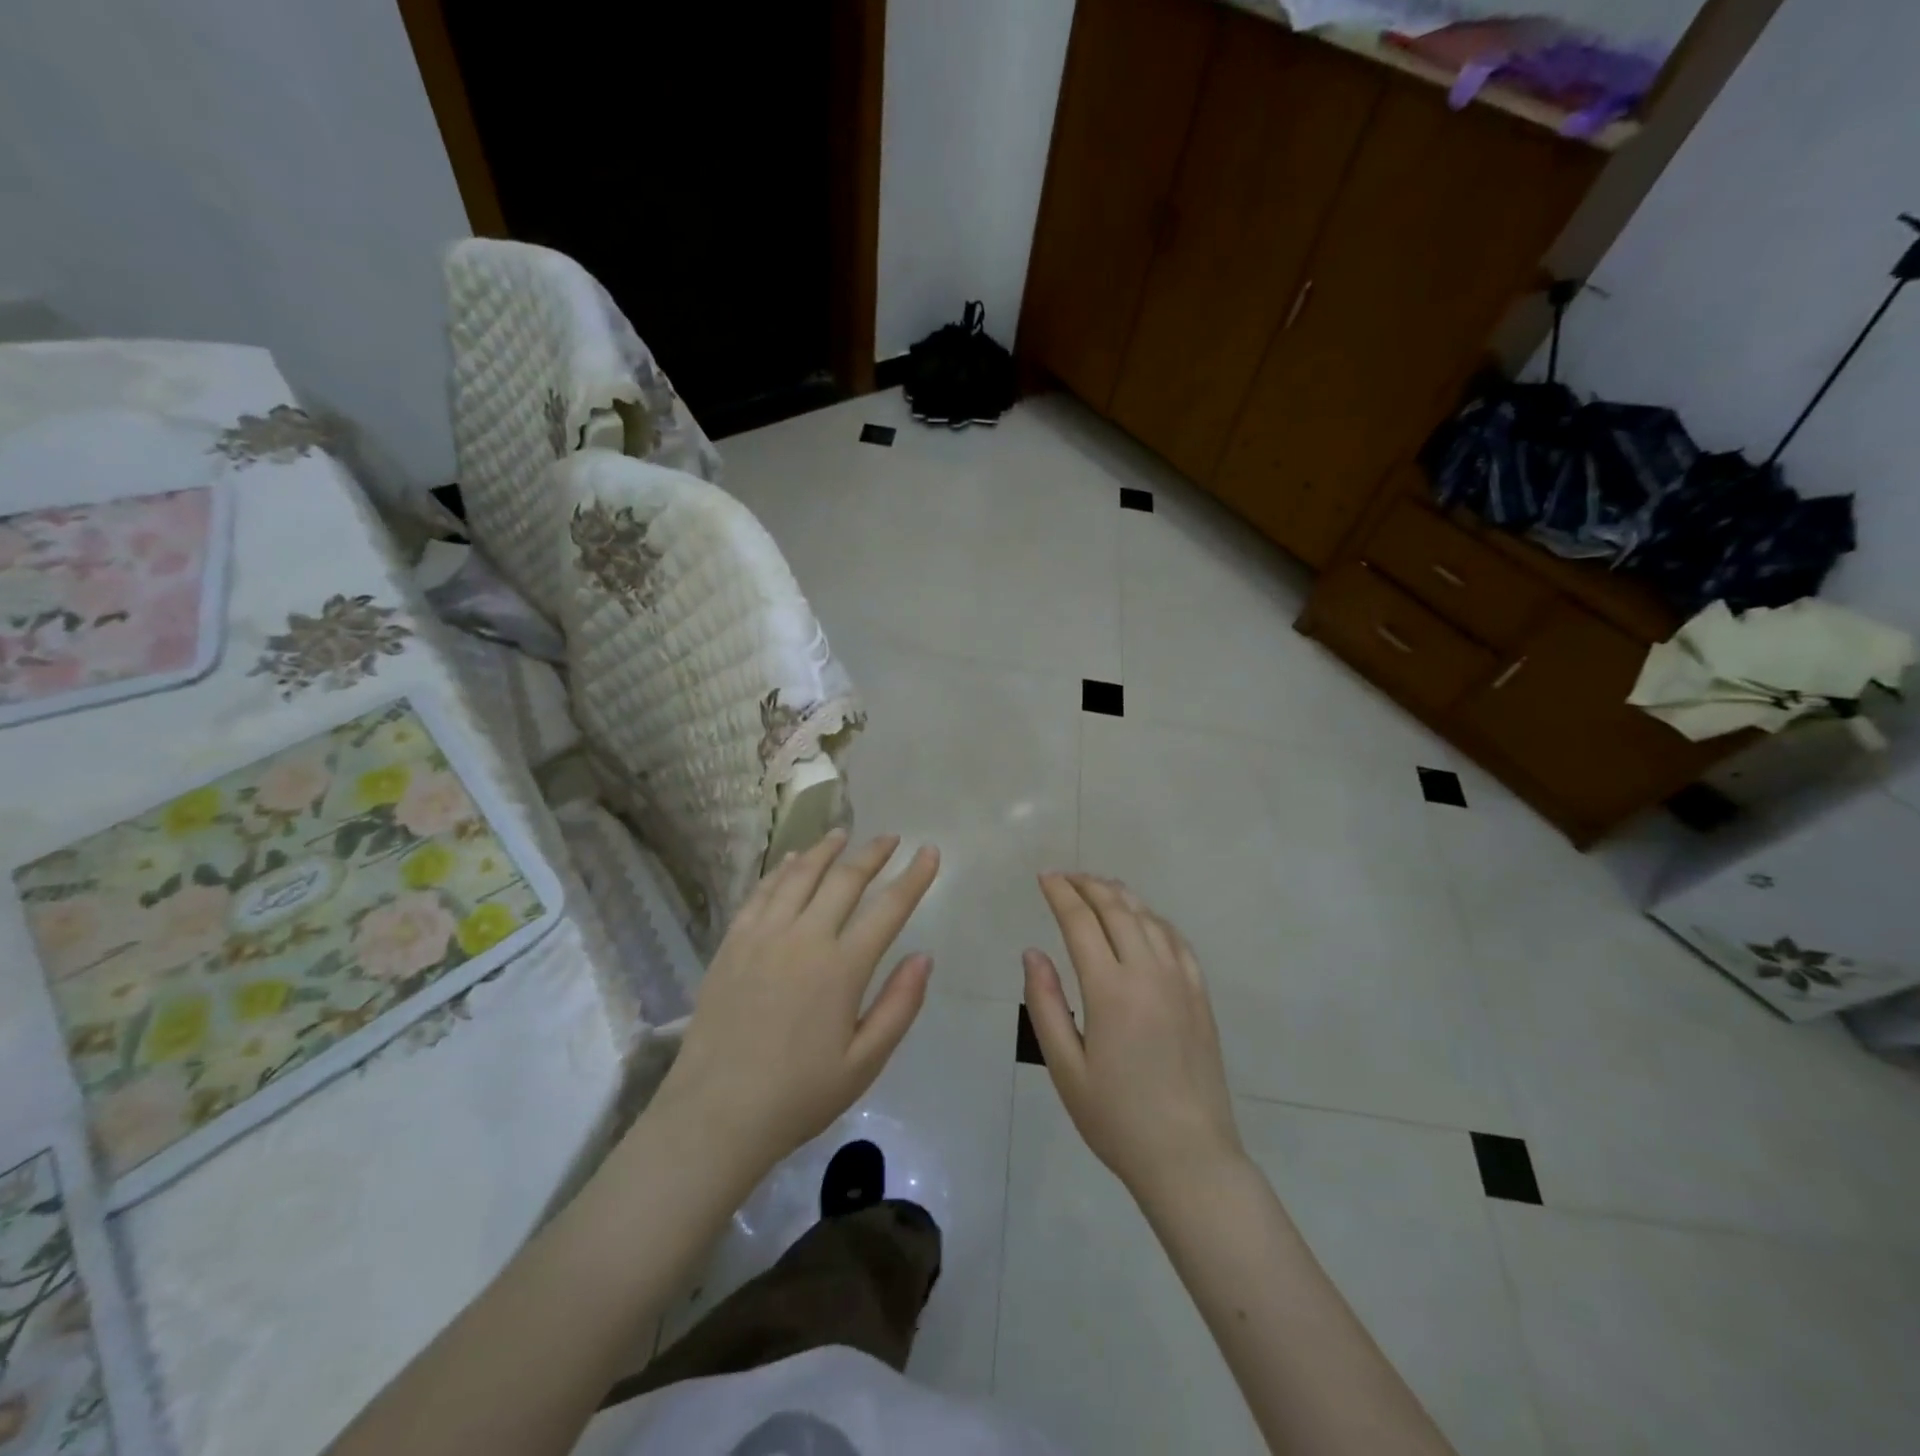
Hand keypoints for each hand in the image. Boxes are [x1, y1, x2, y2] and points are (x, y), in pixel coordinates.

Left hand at [651, 830, 940, 1180]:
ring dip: (825, 850)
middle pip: (844, 879)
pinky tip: (790, 861)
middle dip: (872, 853)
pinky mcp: (732, 943)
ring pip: (799, 876)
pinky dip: (780, 870)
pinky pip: (760, 893)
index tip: (930, 852)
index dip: (914, 877)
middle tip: (890, 838)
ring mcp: (763, 936)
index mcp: (842, 968)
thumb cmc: (799, 1095)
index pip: (888, 908)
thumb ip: (899, 1005)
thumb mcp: (865, 1062)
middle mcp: (804, 938)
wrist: (715, 1114)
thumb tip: (924, 956)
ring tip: (842, 834)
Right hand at [1024, 874, 1244, 1200]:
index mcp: (1110, 989)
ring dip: (1121, 895)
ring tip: (1099, 886)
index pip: (1081, 921)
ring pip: (1148, 918)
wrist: (1189, 1156)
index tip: (1045, 877)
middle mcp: (1148, 972)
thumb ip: (1045, 1004)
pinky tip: (1144, 919)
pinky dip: (1154, 919)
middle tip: (1066, 876)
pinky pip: (1176, 940)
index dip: (1061, 893)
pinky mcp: (1200, 995)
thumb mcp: (1065, 1067)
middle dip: (1088, 885)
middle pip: (1116, 909)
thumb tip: (1032, 952)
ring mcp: (1180, 981)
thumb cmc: (1116, 1117)